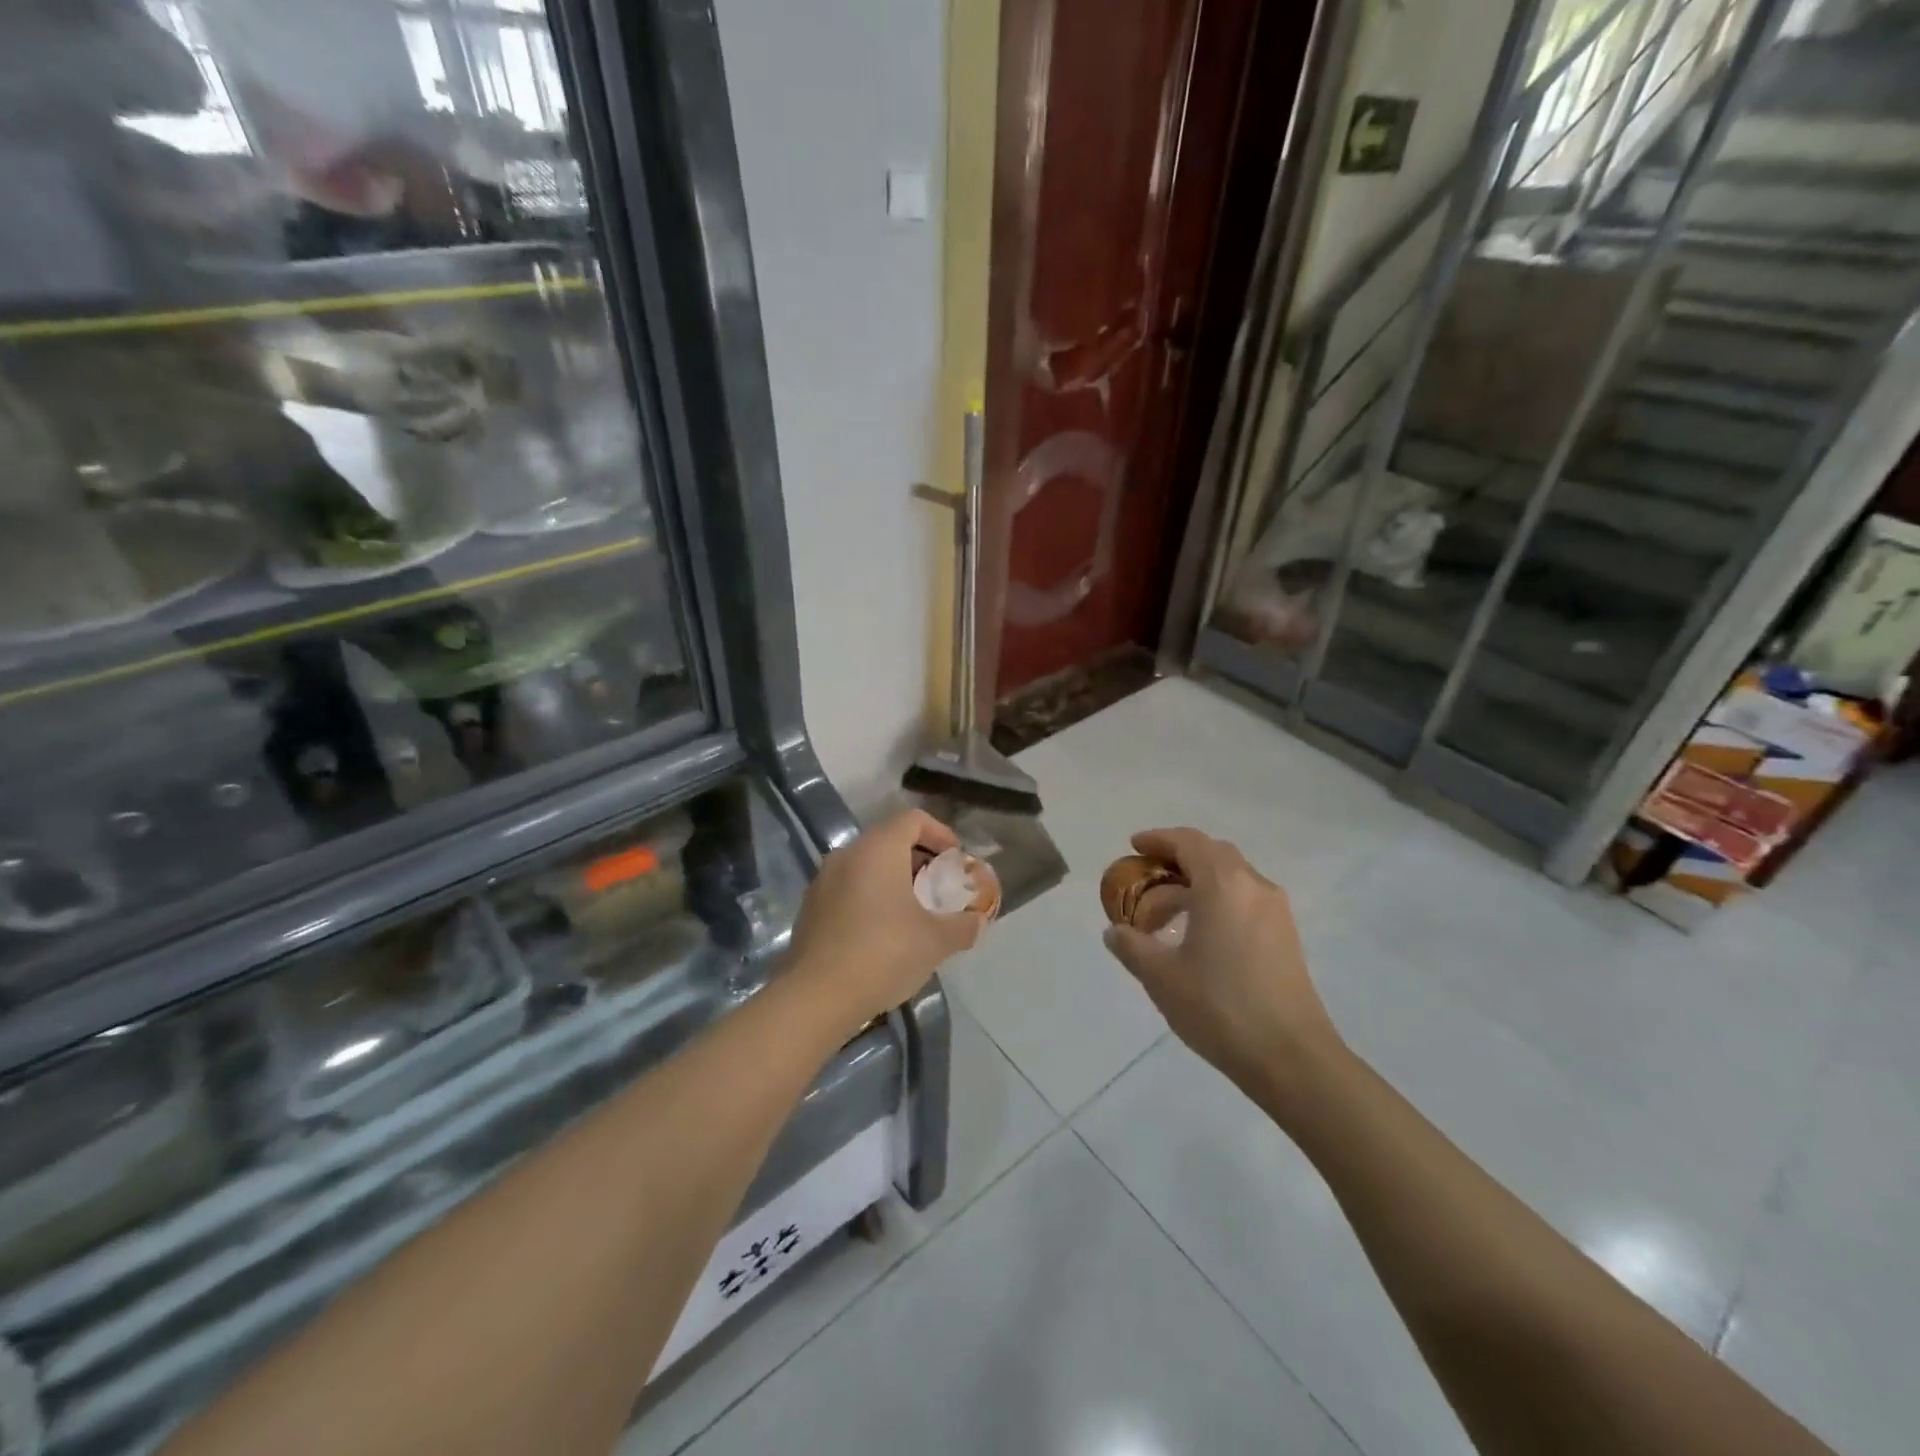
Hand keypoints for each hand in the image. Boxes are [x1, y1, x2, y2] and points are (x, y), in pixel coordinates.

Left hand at [787, 809, 985, 1029]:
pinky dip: (871, 897)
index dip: (940, 833)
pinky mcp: (810, 908)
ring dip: (894, 879)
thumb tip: (978, 921)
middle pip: (889, 840)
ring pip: (866, 865)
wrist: (816, 997)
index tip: (956, 860)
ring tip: (915, 912)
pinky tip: (884, 932)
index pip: (912, 819)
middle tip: (939, 887)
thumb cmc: (883, 954)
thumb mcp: (935, 941)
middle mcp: (847, 855)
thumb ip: (963, 926)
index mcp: (877, 850)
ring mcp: (823, 881)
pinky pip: (848, 888)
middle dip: (919, 859)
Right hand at [1101, 828, 1342, 1108]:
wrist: (1291, 1057)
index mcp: (1223, 885)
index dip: (1158, 839)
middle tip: (1147, 878)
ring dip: (1197, 883)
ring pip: (1231, 878)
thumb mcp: (1161, 977)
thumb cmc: (1219, 1007)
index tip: (1134, 846)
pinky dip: (1217, 901)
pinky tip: (1199, 934)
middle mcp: (1254, 886)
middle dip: (1177, 859)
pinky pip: (1245, 899)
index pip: (1188, 842)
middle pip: (1213, 854)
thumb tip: (1114, 932)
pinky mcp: (1286, 936)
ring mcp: (1275, 911)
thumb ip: (1132, 946)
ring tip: (1166, 914)